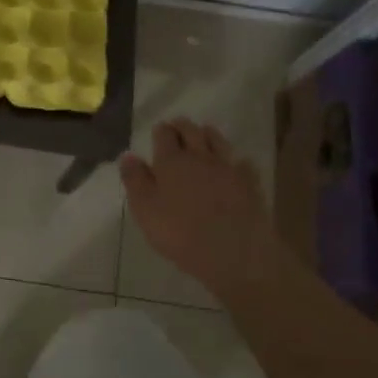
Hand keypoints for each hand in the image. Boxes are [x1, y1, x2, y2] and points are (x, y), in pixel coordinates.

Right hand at [120, 119, 280, 295]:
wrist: (233, 250)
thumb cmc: (180, 232)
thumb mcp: (145, 210)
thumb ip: (135, 180)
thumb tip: (128, 156)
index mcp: (171, 161)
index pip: (165, 135)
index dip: (161, 131)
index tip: (159, 131)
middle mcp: (199, 156)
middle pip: (192, 131)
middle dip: (183, 126)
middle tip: (178, 127)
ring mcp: (227, 167)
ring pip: (218, 140)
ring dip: (208, 134)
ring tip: (204, 135)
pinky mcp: (249, 182)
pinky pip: (243, 162)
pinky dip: (236, 160)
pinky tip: (235, 165)